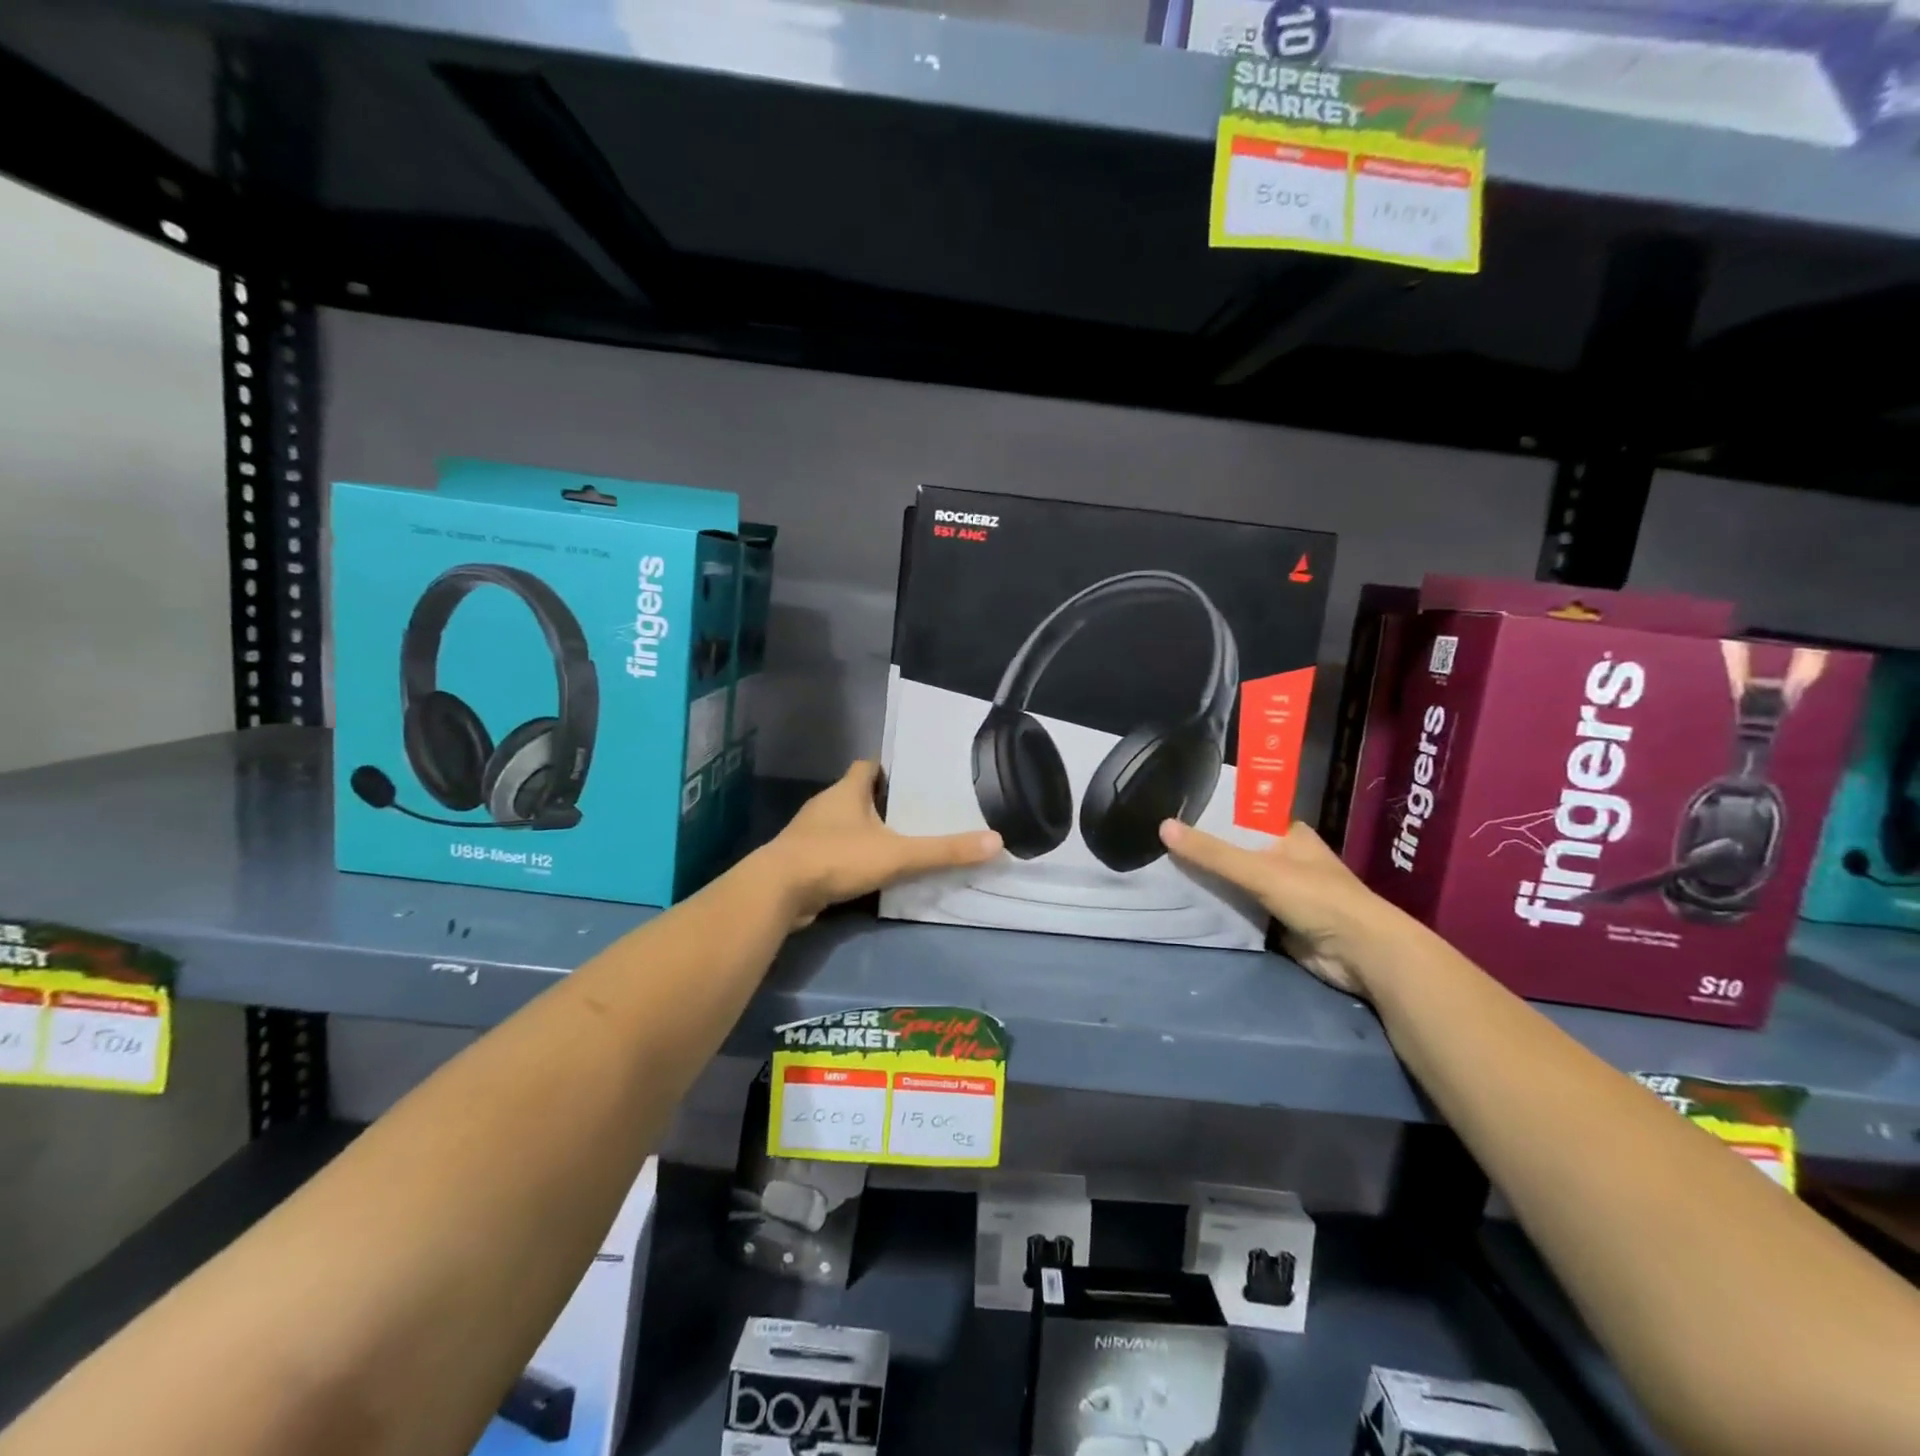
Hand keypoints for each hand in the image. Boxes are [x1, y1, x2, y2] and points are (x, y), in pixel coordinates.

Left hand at [766, 762, 1001, 926]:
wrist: (777, 892)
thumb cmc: (837, 858)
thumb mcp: (898, 855)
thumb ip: (944, 850)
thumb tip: (996, 842)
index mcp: (847, 791)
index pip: (868, 766)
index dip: (888, 769)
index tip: (913, 777)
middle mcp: (826, 805)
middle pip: (856, 795)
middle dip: (882, 802)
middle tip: (915, 812)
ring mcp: (809, 833)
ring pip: (843, 824)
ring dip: (865, 831)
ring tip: (898, 842)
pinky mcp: (801, 860)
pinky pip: (832, 851)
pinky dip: (849, 857)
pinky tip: (868, 871)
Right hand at [1158, 819, 1411, 996]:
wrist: (1362, 955)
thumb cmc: (1318, 898)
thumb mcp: (1260, 870)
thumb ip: (1212, 853)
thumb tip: (1163, 826)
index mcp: (1288, 834)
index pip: (1241, 817)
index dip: (1210, 815)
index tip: (1172, 813)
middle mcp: (1284, 858)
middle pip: (1234, 850)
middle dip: (1203, 851)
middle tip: (1157, 845)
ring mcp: (1282, 892)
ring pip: (1235, 882)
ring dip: (1209, 882)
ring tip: (1162, 871)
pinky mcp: (1277, 922)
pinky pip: (1239, 910)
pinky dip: (1218, 908)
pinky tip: (1186, 903)